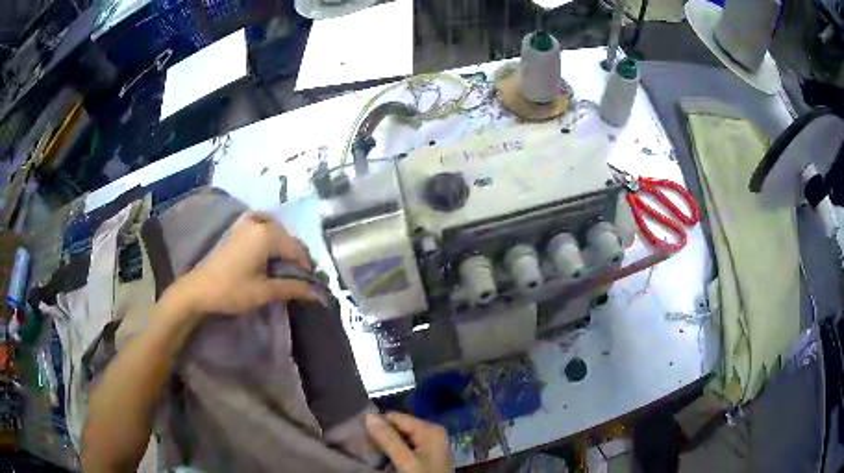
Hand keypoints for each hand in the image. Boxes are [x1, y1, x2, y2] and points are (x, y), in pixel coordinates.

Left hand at [169, 211, 321, 316]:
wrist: (200, 289)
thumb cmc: (233, 290)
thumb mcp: (265, 291)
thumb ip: (294, 288)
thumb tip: (319, 294)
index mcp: (268, 235)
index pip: (298, 249)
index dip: (308, 268)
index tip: (311, 286)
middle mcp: (260, 223)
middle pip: (289, 238)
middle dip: (297, 257)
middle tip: (300, 279)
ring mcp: (247, 223)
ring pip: (277, 231)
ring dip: (285, 247)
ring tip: (286, 267)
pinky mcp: (239, 228)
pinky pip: (263, 224)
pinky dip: (271, 234)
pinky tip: (270, 247)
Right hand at [365, 412, 451, 472]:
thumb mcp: (406, 461)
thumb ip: (388, 439)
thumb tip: (369, 415)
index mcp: (430, 429)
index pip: (395, 417)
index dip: (376, 425)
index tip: (360, 438)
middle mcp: (432, 431)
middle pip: (398, 426)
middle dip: (381, 436)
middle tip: (365, 448)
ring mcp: (431, 443)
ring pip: (400, 437)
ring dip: (386, 445)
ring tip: (373, 454)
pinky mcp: (428, 454)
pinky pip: (406, 445)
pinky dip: (394, 451)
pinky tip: (385, 459)